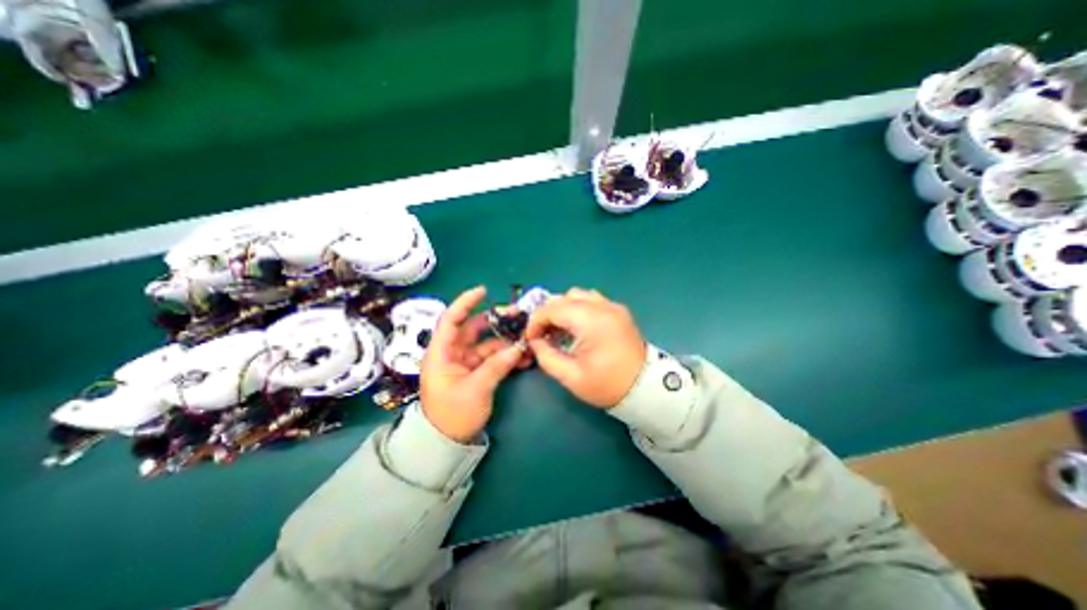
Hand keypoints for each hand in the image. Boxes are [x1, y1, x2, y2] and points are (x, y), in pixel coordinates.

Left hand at [419, 287, 526, 442]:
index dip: (465, 303)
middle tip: (517, 315)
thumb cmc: (452, 415)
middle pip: (473, 328)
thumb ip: (496, 366)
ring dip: (505, 340)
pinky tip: (523, 356)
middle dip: (495, 321)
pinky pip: (493, 357)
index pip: (451, 320)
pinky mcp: (476, 370)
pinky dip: (507, 355)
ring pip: (487, 343)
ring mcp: (466, 361)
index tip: (483, 291)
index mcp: (441, 353)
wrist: (448, 442)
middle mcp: (453, 352)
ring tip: (526, 338)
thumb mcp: (475, 390)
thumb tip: (518, 347)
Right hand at [524, 285, 643, 409]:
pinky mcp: (618, 311)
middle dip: (547, 313)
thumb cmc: (607, 385)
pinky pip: (591, 300)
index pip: (553, 308)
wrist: (645, 388)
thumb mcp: (571, 377)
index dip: (535, 321)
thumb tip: (535, 341)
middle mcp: (603, 306)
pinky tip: (576, 327)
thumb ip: (546, 356)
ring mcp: (613, 306)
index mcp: (592, 321)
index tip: (530, 338)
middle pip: (564, 297)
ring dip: (563, 308)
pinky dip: (577, 308)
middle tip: (542, 334)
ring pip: (578, 295)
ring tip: (558, 329)